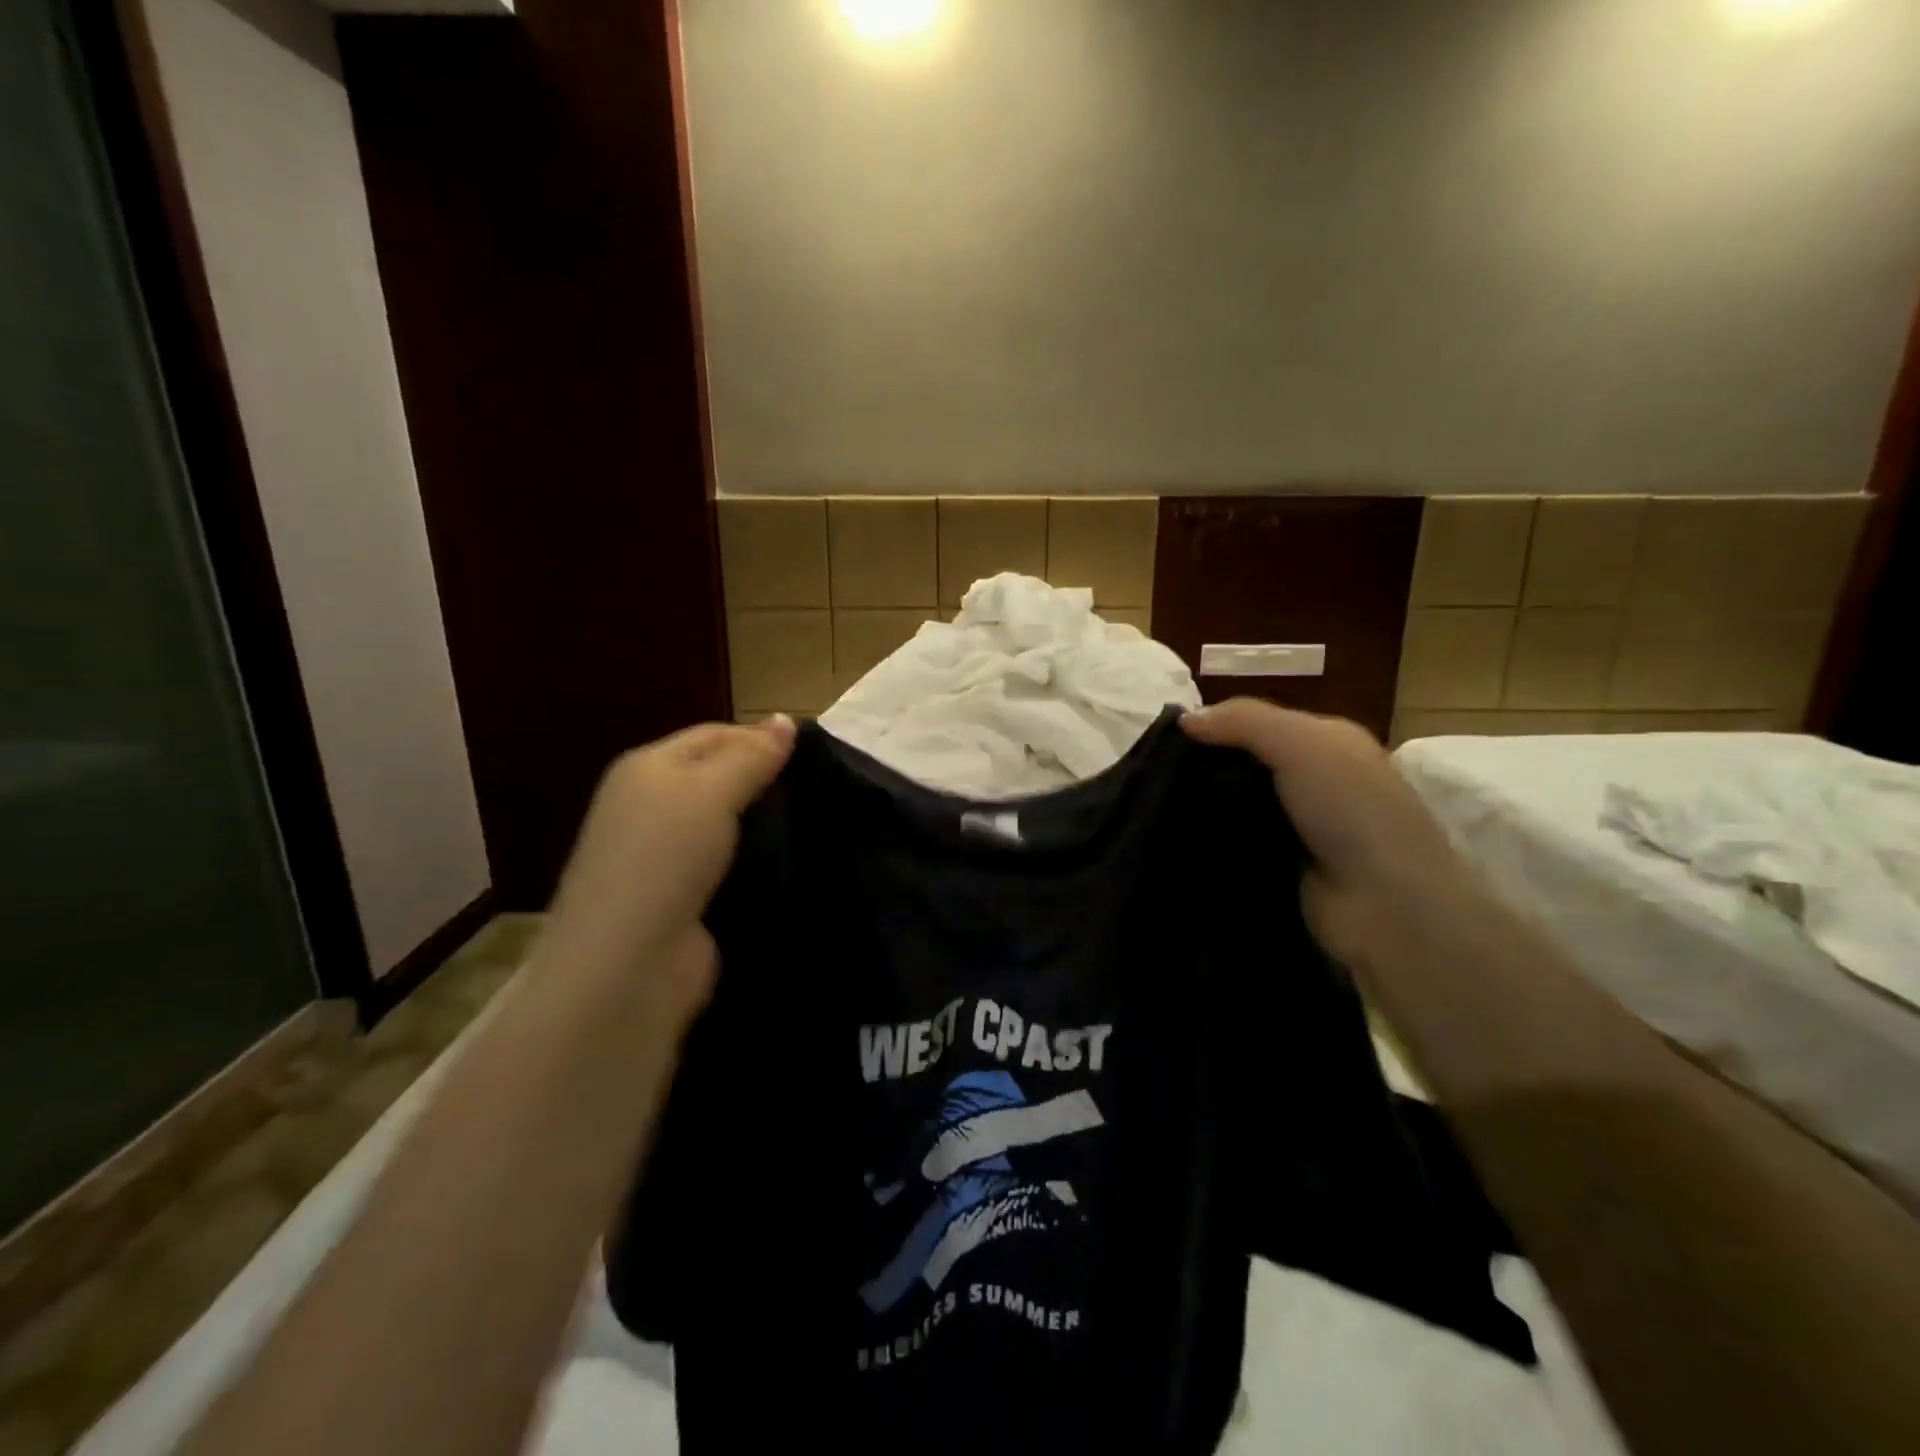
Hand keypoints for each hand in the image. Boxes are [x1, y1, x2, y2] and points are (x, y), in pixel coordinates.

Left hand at [539, 718, 795, 1029]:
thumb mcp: (710, 792)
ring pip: (728, 824)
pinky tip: (792, 860)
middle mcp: (651, 806)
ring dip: (764, 824)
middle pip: (719, 778)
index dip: (760, 738)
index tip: (813, 755)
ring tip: (816, 821)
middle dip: (764, 781)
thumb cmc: (665, 859)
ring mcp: (665, 856)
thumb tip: (786, 719)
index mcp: (648, 769)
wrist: (628, 965)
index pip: (713, 735)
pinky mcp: (684, 898)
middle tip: (819, 789)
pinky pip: (730, 864)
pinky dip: (757, 861)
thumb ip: (751, 756)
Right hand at [1182, 699, 1483, 970]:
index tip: (1169, 737)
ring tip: (1156, 805)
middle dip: (1205, 768)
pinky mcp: (1282, 869)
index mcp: (1328, 743)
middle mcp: (1316, 782)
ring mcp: (1300, 829)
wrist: (1386, 905)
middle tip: (1155, 773)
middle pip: (1246, 765)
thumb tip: (1185, 719)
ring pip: (1238, 806)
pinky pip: (1236, 844)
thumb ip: (1244, 720)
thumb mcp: (1301, 743)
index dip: (1218, 725)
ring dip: (1205, 806)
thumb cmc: (1350, 810)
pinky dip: (1213, 841)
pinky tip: (1179, 838)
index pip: (1260, 724)